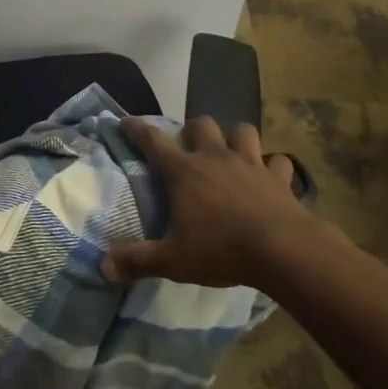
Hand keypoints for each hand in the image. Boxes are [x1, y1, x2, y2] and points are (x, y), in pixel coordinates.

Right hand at [102, 116, 321, 288]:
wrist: (284, 251)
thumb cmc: (222, 250)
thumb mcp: (173, 260)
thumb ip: (138, 261)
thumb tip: (103, 266)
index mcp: (184, 172)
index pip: (153, 141)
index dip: (136, 129)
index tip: (125, 122)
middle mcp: (215, 158)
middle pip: (201, 124)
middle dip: (194, 130)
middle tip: (191, 147)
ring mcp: (251, 164)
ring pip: (242, 131)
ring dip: (235, 137)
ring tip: (231, 152)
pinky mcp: (280, 179)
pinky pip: (279, 161)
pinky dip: (274, 166)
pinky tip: (271, 177)